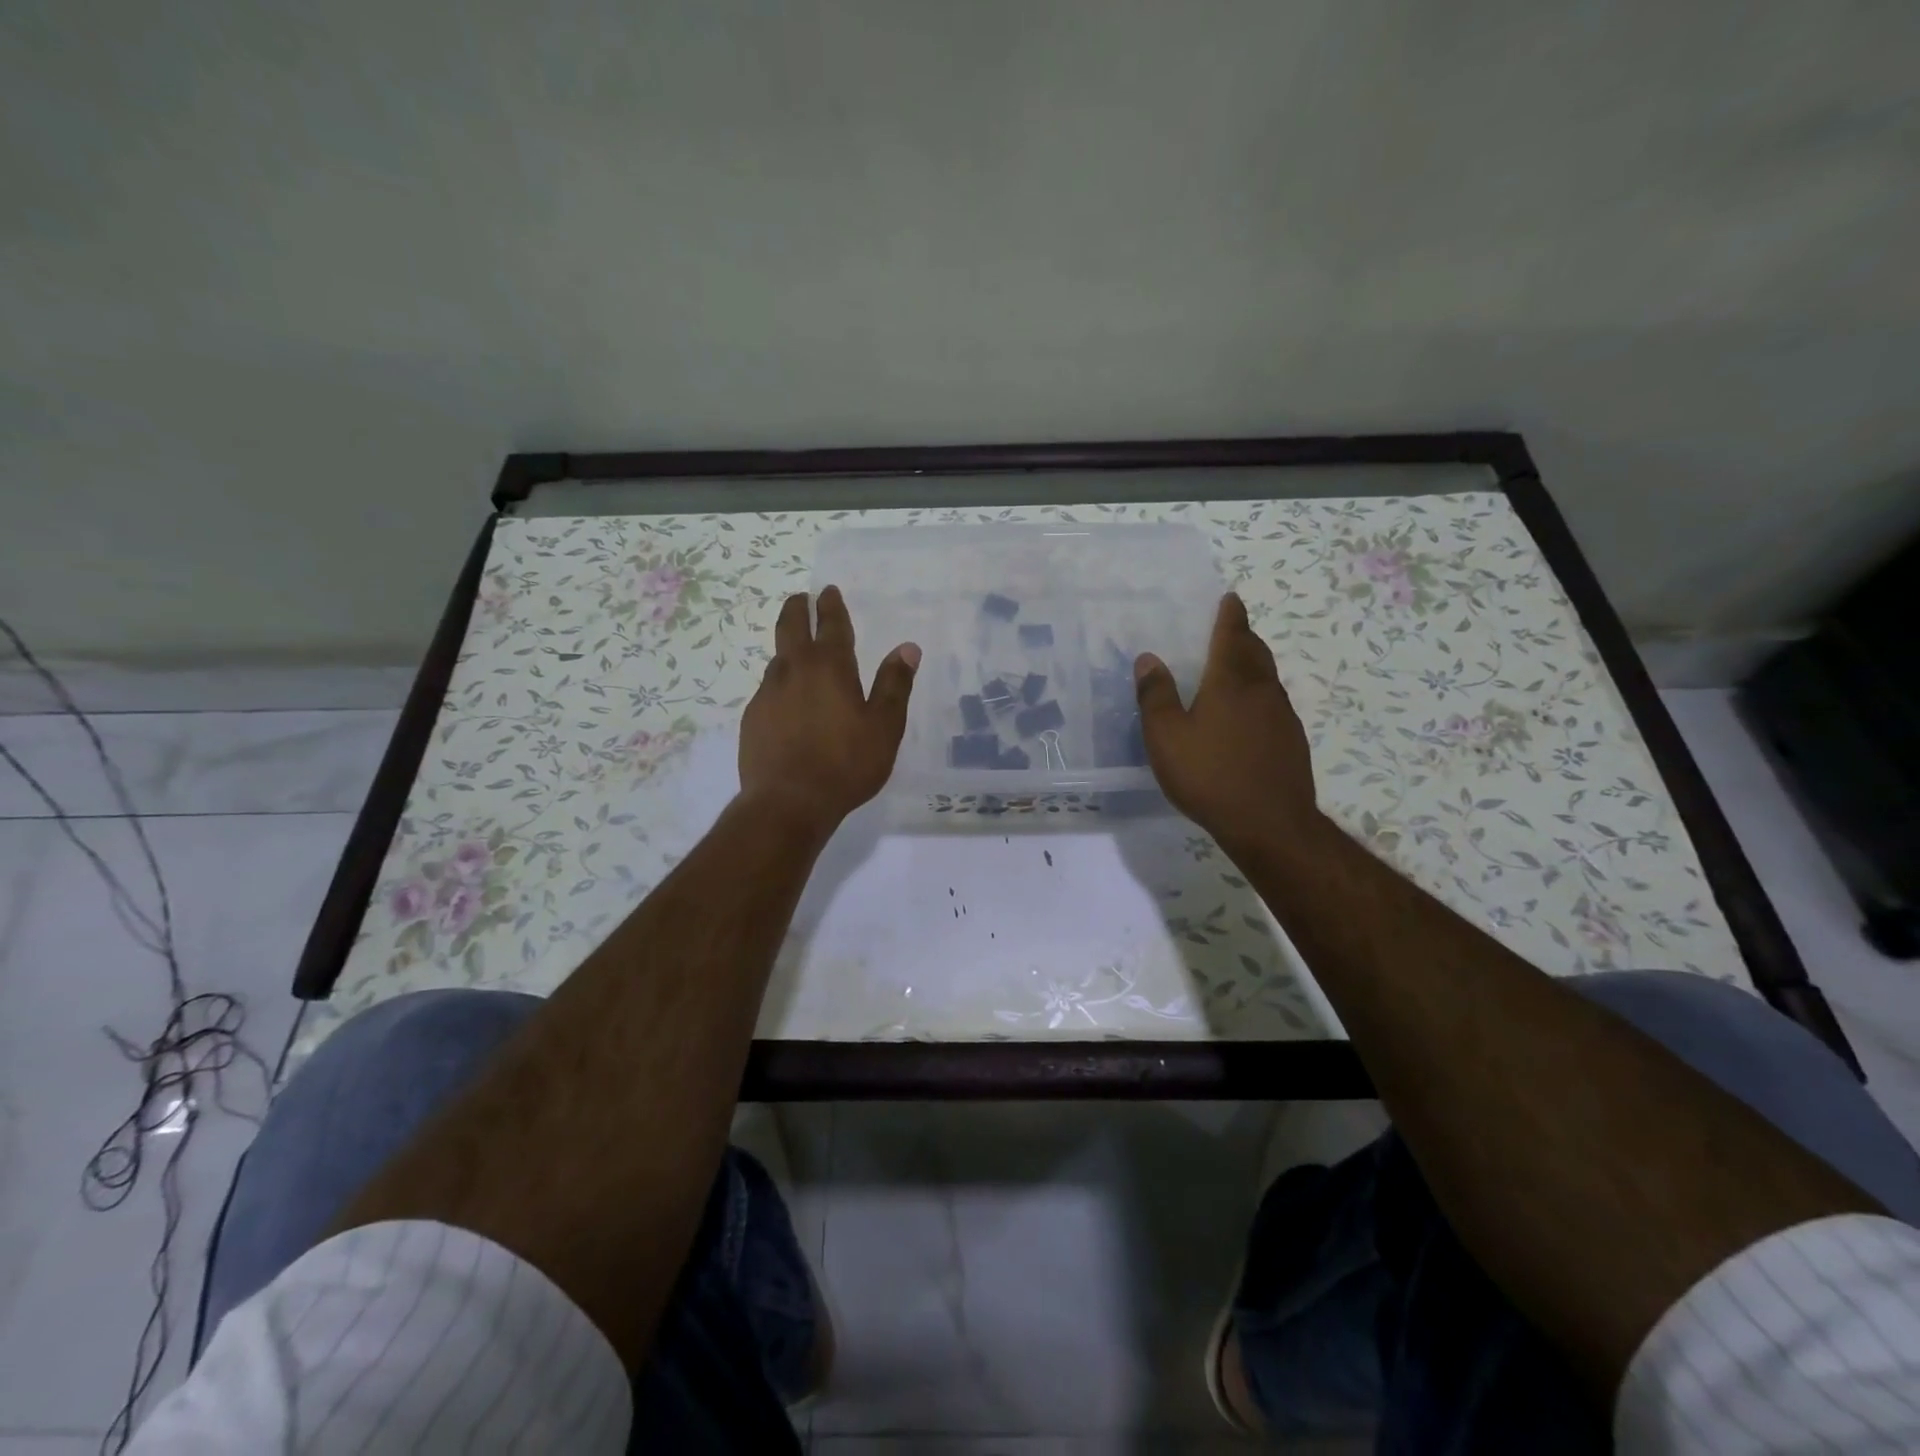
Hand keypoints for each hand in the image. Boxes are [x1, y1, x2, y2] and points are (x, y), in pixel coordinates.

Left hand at [738, 586, 919, 834]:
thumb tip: (908, 648)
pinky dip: (780, 685)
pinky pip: (768, 691)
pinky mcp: (752, 719)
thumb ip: (894, 684)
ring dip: (788, 648)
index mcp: (830, 667)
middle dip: (797, 609)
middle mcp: (794, 671)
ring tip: (797, 653)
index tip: (827, 591)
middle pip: (790, 627)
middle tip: (800, 599)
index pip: (831, 624)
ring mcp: (768, 694)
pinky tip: (787, 703)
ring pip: (778, 660)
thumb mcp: (884, 727)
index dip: (831, 606)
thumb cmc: (846, 764)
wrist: (788, 803)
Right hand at [1134, 592, 1316, 851]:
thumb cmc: (1210, 775)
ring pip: (1267, 679)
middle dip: (1243, 636)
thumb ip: (1155, 695)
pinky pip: (1273, 705)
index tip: (1230, 598)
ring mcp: (1283, 716)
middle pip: (1255, 652)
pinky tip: (1247, 717)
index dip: (1230, 615)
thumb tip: (1148, 658)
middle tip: (1231, 629)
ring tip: (1235, 669)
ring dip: (1252, 666)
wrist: (1270, 824)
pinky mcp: (1291, 742)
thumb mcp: (1167, 737)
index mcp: (1230, 681)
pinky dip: (1258, 697)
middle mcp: (1262, 690)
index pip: (1232, 635)